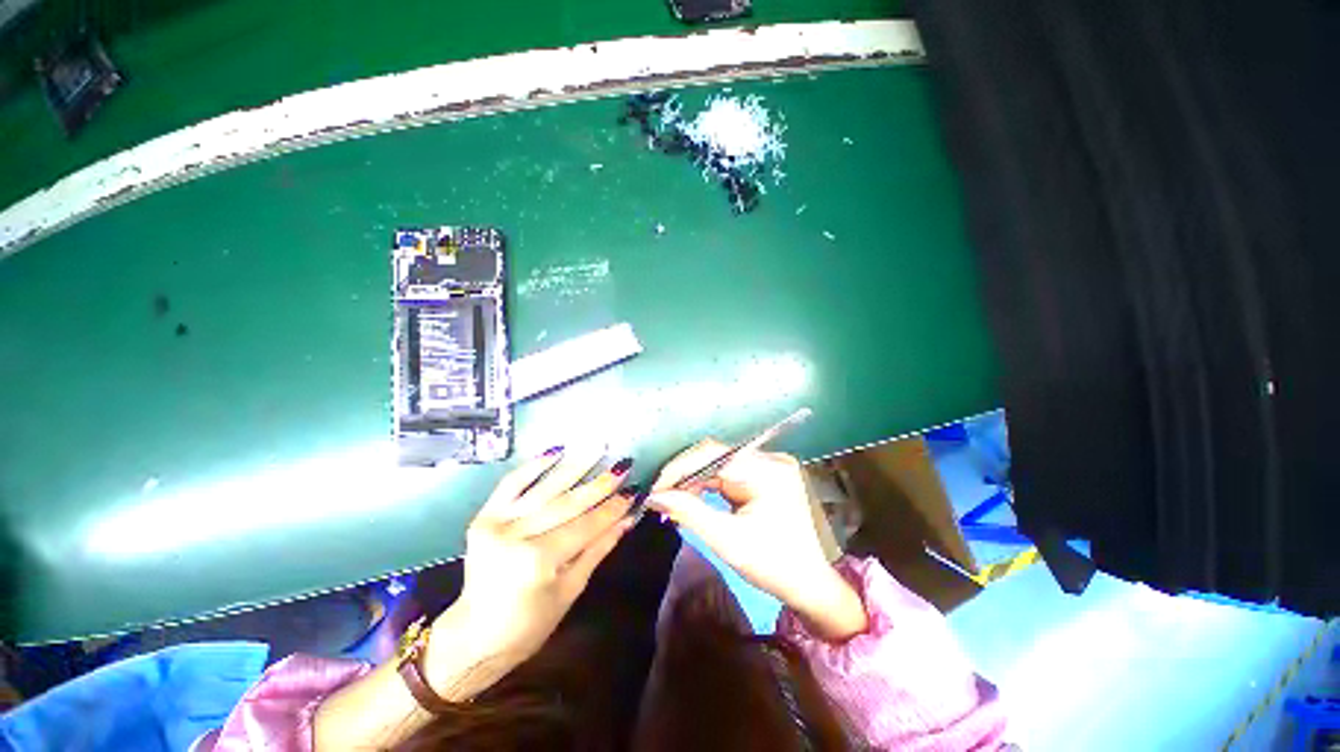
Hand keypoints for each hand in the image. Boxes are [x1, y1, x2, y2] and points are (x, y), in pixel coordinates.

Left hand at [424, 448, 634, 693]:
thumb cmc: (528, 625)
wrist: (472, 636)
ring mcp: (497, 523)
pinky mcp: (484, 516)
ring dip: (575, 466)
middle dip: (600, 485)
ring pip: (545, 489)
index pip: (585, 526)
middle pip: (567, 504)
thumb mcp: (570, 590)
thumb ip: (599, 548)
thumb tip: (628, 518)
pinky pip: (511, 483)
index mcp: (538, 562)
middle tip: (623, 466)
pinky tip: (556, 450)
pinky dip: (534, 465)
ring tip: (598, 447)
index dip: (611, 509)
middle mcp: (516, 537)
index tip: (633, 491)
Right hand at [648, 439, 866, 640]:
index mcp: (768, 471)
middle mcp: (770, 459)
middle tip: (661, 498)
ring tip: (672, 500)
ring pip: (719, 463)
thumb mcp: (726, 540)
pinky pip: (728, 472)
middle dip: (685, 476)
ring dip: (694, 481)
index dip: (680, 469)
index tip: (655, 490)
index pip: (713, 456)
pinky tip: (692, 498)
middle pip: (715, 457)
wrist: (809, 585)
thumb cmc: (772, 566)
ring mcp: (769, 464)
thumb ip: (688, 512)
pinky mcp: (765, 474)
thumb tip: (654, 496)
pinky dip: (708, 485)